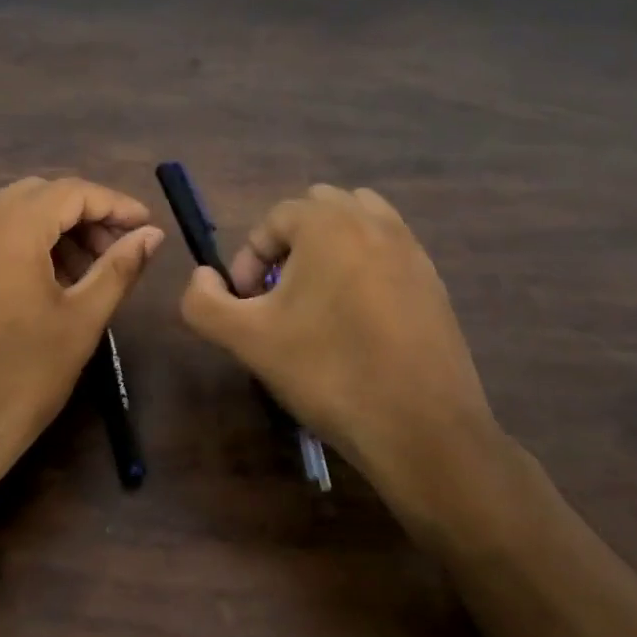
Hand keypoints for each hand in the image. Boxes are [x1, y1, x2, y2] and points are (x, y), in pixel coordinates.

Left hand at [0, 177, 163, 495]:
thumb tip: (152, 234)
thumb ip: (119, 268)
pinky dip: (29, 244)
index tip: (146, 227)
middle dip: (86, 215)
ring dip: (57, 229)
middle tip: (120, 250)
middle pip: (40, 195)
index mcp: (7, 229)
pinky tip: (54, 281)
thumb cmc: (20, 379)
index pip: (71, 191)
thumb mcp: (80, 322)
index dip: (114, 204)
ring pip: (15, 213)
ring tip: (92, 271)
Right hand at [178, 185, 500, 511]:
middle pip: (317, 209)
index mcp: (328, 223)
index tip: (246, 305)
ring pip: (359, 223)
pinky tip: (356, 320)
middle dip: (289, 244)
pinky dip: (363, 267)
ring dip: (329, 247)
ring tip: (316, 298)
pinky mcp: (434, 281)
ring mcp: (411, 249)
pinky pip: (387, 252)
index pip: (272, 219)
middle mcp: (374, 221)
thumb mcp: (246, 339)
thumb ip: (204, 302)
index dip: (248, 259)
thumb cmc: (327, 372)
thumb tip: (203, 277)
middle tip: (278, 295)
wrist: (420, 427)